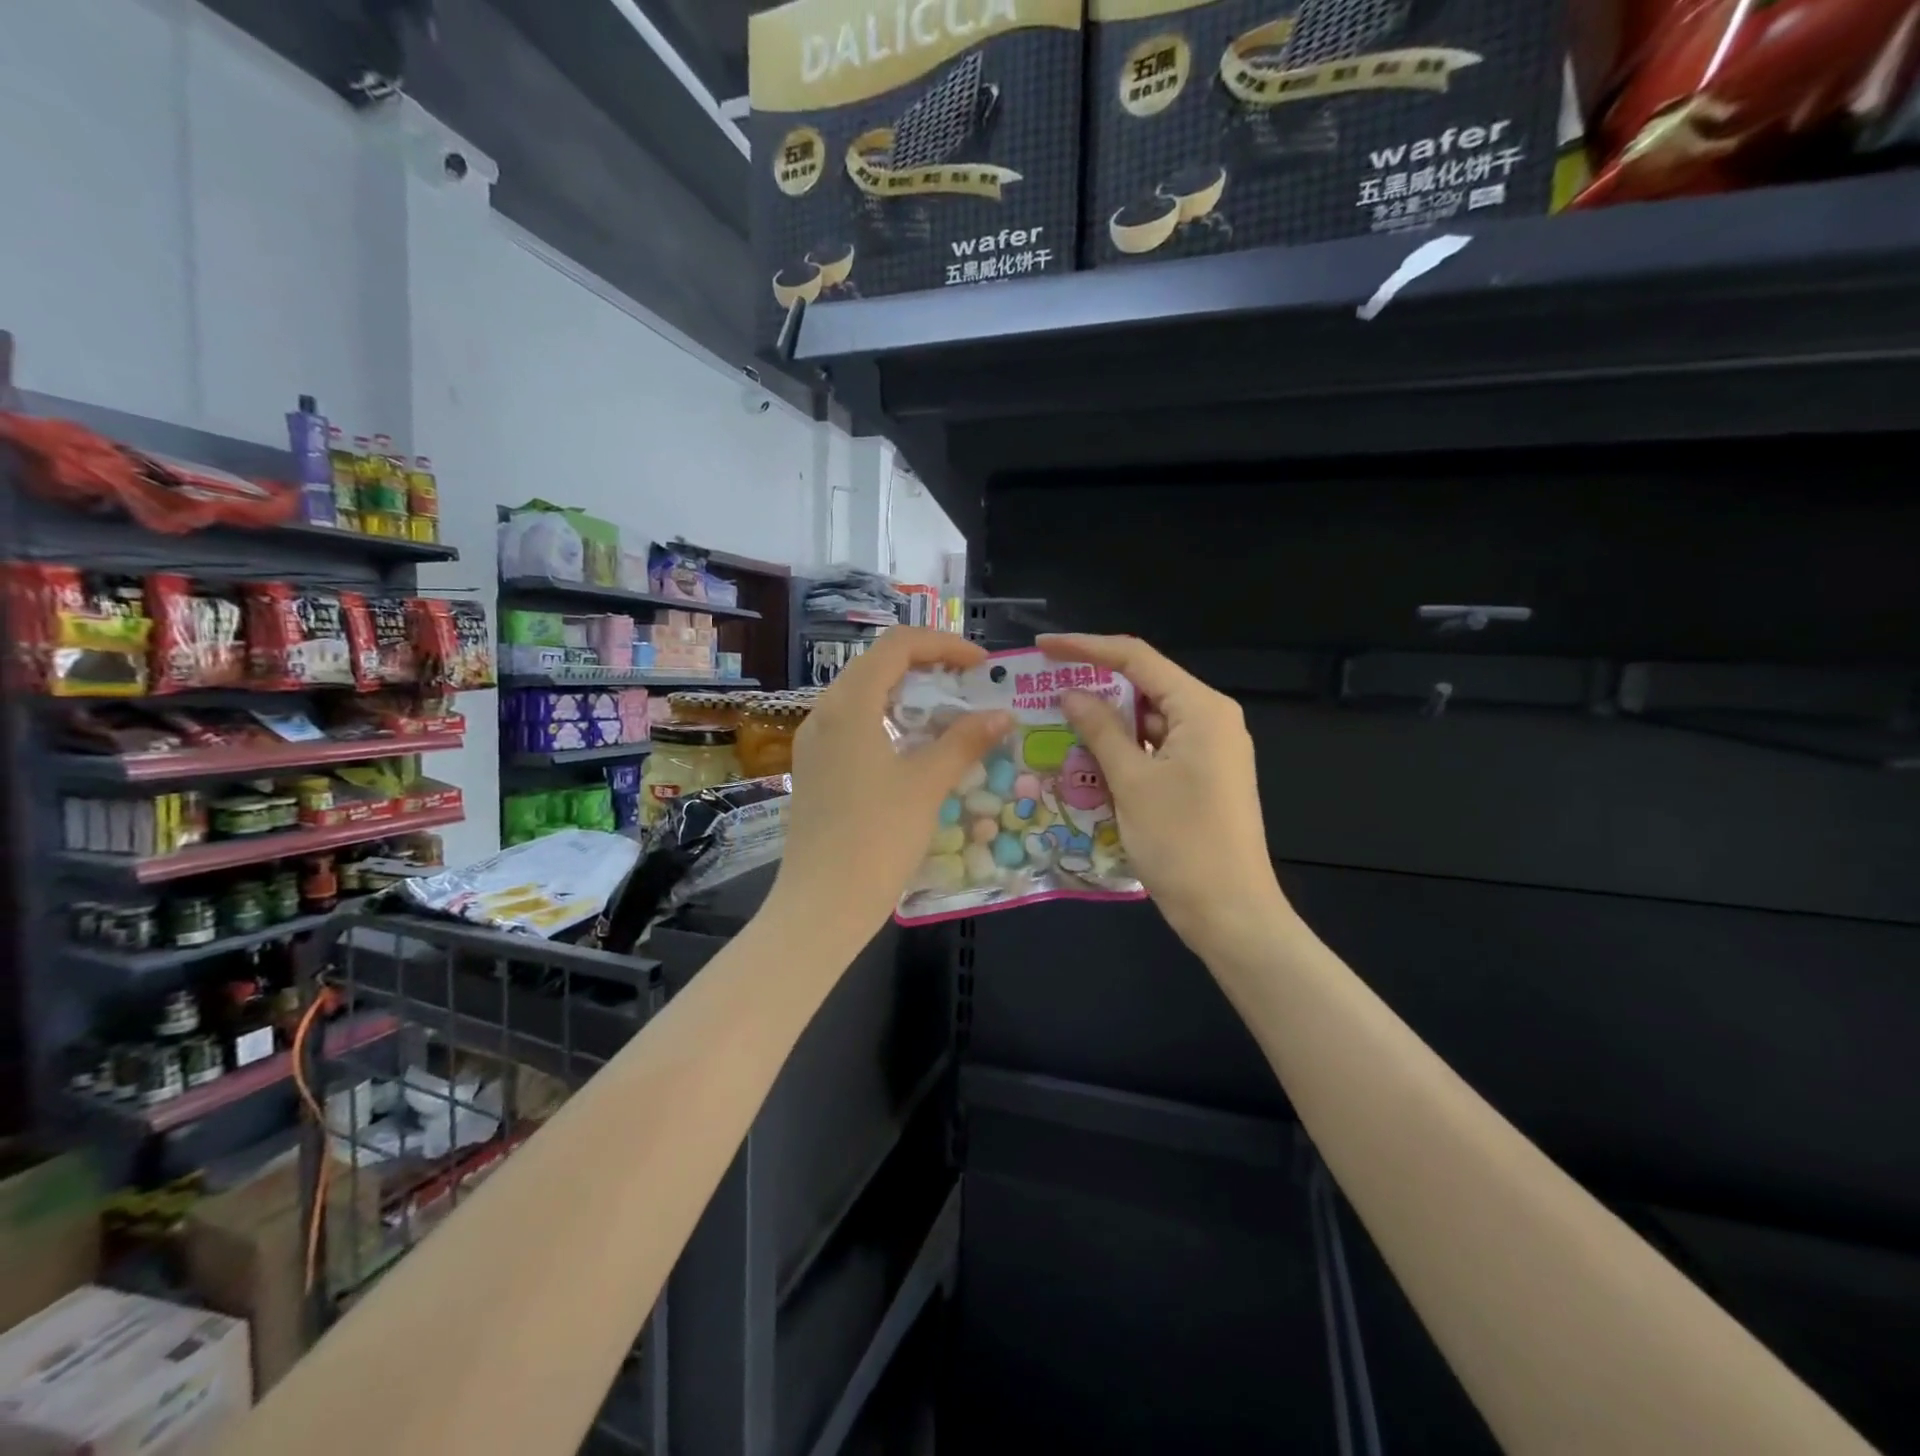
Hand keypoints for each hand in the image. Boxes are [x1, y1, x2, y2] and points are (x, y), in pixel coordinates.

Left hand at [770, 628, 1010, 952]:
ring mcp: (815, 743)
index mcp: (849, 705)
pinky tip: (916, 749)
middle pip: (878, 665)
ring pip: (865, 697)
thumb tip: (1001, 714)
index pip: (898, 646)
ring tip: (950, 715)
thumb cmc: (877, 838)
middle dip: (928, 666)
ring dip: (909, 695)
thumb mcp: (927, 784)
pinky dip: (891, 723)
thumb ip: (965, 741)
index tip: (981, 665)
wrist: (822, 905)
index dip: (943, 644)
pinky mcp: (816, 769)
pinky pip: (855, 727)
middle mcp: (824, 713)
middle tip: (969, 685)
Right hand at [1039, 633, 1289, 958]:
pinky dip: (1125, 749)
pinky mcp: (1204, 775)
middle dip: (1096, 685)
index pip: (1137, 658)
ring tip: (1058, 723)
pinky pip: (1158, 747)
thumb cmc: (1181, 843)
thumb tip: (1071, 693)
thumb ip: (1101, 730)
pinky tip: (1089, 758)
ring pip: (1149, 719)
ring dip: (1108, 722)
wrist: (1230, 912)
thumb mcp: (1132, 782)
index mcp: (1201, 709)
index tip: (1044, 647)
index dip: (1087, 647)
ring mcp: (1211, 748)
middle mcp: (1211, 719)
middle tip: (1045, 688)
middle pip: (1146, 685)